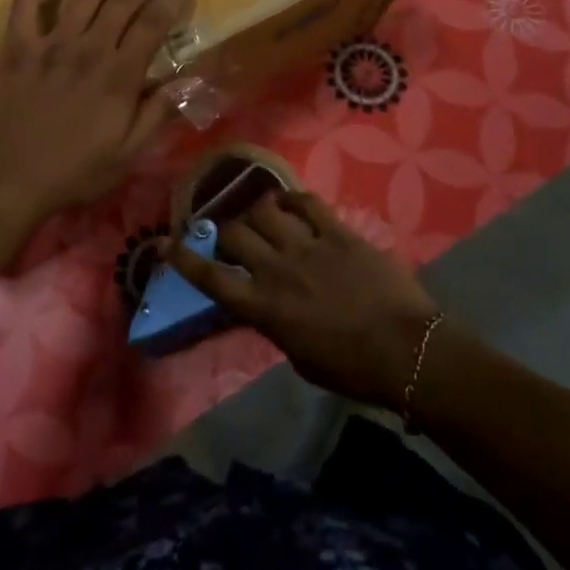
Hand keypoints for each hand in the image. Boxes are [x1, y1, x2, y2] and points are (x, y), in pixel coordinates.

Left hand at [0, 0, 194, 232]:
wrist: (4, 182)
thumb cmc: (71, 174)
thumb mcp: (127, 155)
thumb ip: (158, 113)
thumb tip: (191, 79)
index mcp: (118, 75)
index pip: (153, 24)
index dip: (172, 0)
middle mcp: (88, 49)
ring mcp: (49, 45)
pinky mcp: (16, 49)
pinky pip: (26, 7)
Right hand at [164, 190, 439, 411]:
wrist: (407, 352)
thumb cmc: (353, 370)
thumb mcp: (300, 358)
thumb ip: (275, 325)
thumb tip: (265, 305)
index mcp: (264, 309)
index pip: (211, 278)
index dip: (183, 259)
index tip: (163, 243)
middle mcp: (277, 271)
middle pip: (234, 233)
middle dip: (226, 230)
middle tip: (232, 232)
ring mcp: (307, 246)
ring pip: (265, 209)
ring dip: (257, 210)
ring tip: (262, 213)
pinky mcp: (337, 232)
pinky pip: (307, 202)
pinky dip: (294, 198)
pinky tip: (291, 202)